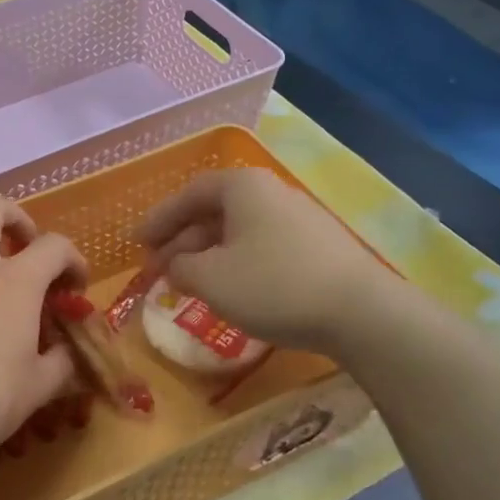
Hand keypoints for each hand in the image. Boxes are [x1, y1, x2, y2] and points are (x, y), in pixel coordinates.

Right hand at [139, 169, 397, 352]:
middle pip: (213, 212)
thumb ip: (179, 267)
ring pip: (238, 231)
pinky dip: (235, 263)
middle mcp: (270, 193)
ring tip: (188, 283)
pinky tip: (230, 290)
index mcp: (242, 187)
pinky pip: (261, 246)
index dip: (158, 219)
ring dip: (207, 255)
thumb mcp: (210, 279)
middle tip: (157, 269)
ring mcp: (298, 218)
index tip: (137, 243)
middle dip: (181, 241)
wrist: (361, 312)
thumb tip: (174, 265)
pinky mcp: (317, 247)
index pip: (188, 194)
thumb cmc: (273, 285)